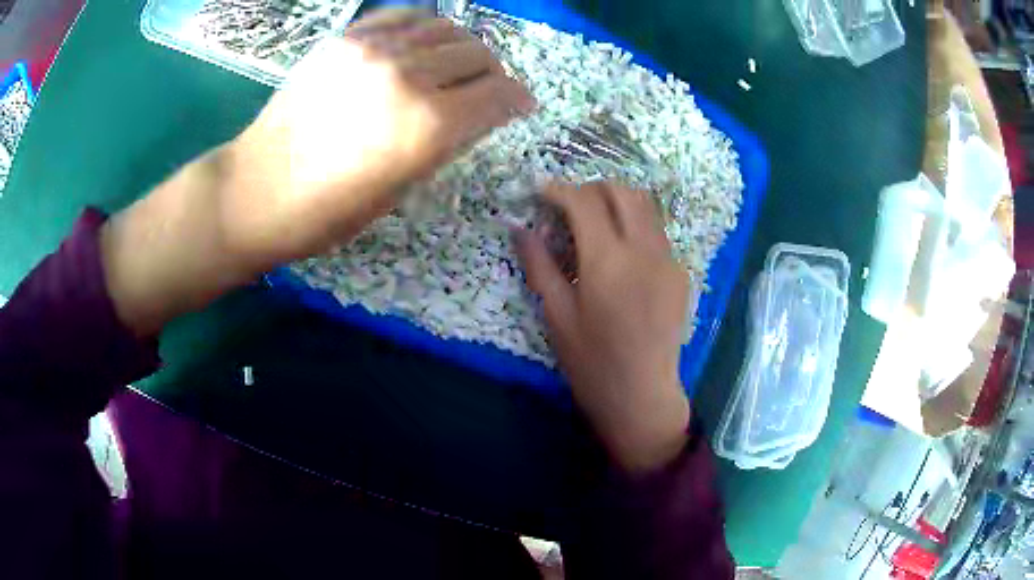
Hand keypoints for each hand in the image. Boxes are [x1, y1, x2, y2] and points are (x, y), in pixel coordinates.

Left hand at [226, 10, 535, 265]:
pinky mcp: (347, 39)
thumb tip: (474, 113)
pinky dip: (424, 27)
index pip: (500, 95)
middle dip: (493, 74)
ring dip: (462, 47)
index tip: (520, 105)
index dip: (518, 100)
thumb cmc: (328, 211)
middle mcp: (410, 76)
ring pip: (446, 29)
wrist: (258, 189)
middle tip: (486, 89)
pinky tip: (421, 45)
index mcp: (429, 127)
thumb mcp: (400, 189)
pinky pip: (404, 17)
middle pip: (479, 55)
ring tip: (455, 64)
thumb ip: (445, 142)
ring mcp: (375, 50)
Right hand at [514, 182, 690, 472]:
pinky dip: (635, 224)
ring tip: (594, 220)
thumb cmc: (591, 362)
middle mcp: (644, 249)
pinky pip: (657, 231)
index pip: (583, 201)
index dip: (558, 189)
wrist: (641, 394)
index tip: (540, 191)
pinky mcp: (680, 272)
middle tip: (568, 205)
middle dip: (591, 187)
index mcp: (608, 260)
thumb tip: (518, 228)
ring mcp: (668, 258)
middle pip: (621, 191)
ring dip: (617, 201)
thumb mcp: (557, 314)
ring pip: (646, 205)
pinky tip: (620, 251)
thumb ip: (538, 264)